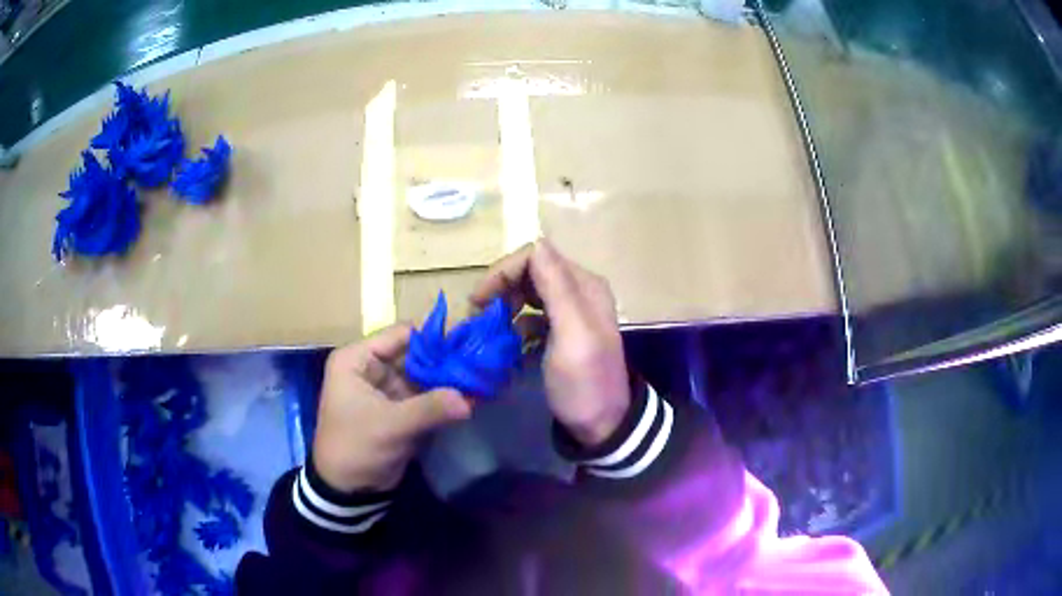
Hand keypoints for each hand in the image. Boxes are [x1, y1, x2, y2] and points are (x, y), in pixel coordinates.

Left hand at [313, 324, 471, 491]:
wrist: (346, 489)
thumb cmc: (356, 447)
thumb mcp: (390, 426)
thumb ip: (429, 408)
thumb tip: (470, 398)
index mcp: (357, 359)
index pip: (401, 335)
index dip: (434, 339)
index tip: (468, 347)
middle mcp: (372, 367)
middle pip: (416, 354)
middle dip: (446, 361)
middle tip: (481, 365)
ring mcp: (387, 388)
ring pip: (424, 375)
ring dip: (449, 380)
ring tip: (482, 380)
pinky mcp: (399, 409)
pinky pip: (426, 396)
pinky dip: (445, 398)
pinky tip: (472, 397)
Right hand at [471, 240, 629, 446]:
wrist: (603, 426)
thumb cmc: (585, 383)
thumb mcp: (572, 335)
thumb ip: (557, 288)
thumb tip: (536, 241)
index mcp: (585, 285)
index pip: (536, 256)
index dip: (504, 271)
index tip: (479, 301)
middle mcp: (579, 291)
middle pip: (531, 271)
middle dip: (501, 287)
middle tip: (479, 314)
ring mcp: (571, 313)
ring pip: (529, 293)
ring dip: (506, 305)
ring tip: (489, 329)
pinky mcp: (562, 333)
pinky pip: (532, 316)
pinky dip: (516, 324)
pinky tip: (508, 343)